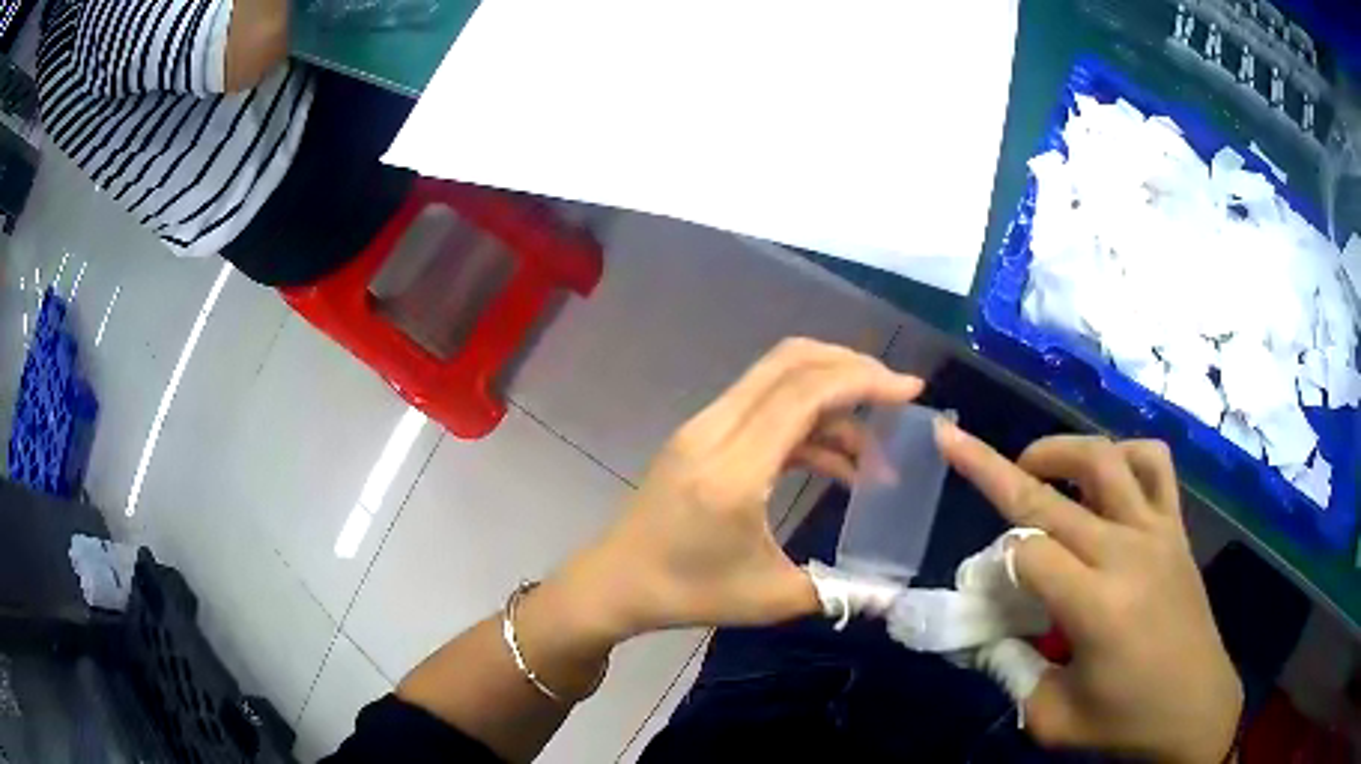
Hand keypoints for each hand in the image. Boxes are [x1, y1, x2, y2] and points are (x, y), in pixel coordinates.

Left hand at [558, 339, 922, 641]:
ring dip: (831, 401)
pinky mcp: (701, 436)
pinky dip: (806, 424)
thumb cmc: (686, 594)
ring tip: (874, 454)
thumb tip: (890, 592)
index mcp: (734, 470)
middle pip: (790, 362)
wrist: (615, 583)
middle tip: (895, 395)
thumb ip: (837, 590)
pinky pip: (764, 409)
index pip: (805, 393)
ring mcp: (704, 428)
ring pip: (776, 380)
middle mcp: (715, 431)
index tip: (911, 391)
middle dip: (851, 367)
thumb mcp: (769, 598)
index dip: (863, 380)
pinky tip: (837, 465)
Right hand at [938, 426, 1241, 763]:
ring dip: (1061, 450)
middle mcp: (1126, 552)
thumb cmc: (1124, 722)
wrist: (1195, 709)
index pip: (1026, 555)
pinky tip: (1108, 474)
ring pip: (1105, 459)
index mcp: (1096, 605)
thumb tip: (982, 633)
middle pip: (1050, 497)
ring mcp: (1156, 532)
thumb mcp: (1052, 719)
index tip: (985, 587)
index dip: (995, 563)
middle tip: (955, 443)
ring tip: (1036, 463)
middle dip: (994, 467)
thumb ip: (1011, 673)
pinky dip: (1124, 454)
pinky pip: (1154, 464)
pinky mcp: (1176, 529)